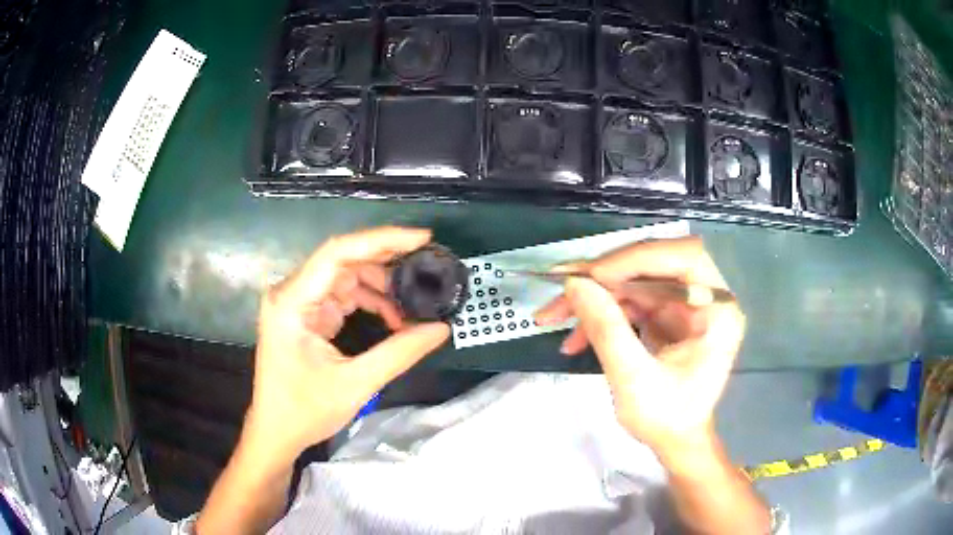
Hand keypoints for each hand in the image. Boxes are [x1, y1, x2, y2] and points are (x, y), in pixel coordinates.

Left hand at [244, 226, 449, 460]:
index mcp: (292, 302)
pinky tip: (392, 318)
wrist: (275, 432)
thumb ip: (400, 353)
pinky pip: (342, 295)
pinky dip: (369, 302)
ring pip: (345, 276)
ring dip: (380, 288)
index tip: (421, 239)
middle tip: (425, 269)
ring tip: (411, 307)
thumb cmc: (305, 411)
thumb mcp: (356, 384)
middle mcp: (291, 292)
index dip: (381, 240)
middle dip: (386, 264)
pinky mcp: (305, 314)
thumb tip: (441, 329)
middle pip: (343, 261)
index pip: (338, 253)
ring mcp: (298, 302)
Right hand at [535, 237, 744, 458]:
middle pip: (654, 265)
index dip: (637, 258)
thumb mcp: (634, 381)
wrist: (675, 442)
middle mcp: (706, 297)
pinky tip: (576, 336)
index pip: (683, 257)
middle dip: (604, 278)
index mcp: (718, 310)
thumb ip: (607, 330)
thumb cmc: (667, 419)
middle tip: (563, 290)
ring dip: (594, 297)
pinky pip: (630, 300)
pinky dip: (601, 313)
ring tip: (554, 316)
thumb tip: (575, 285)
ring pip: (634, 281)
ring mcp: (685, 305)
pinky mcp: (667, 314)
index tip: (593, 276)